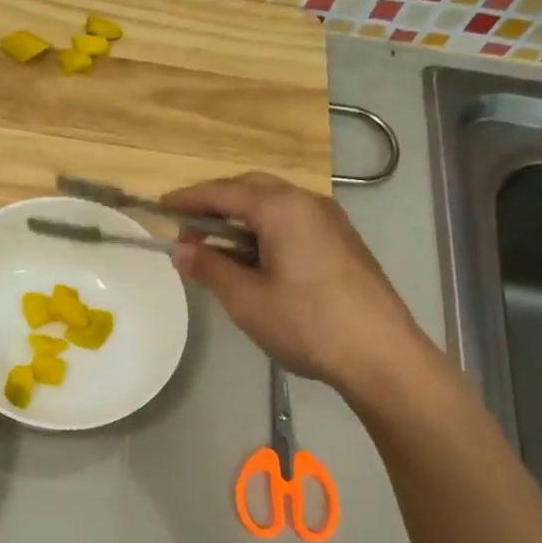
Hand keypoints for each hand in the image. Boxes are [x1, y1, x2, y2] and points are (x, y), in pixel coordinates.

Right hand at [165, 173, 432, 391]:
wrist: (380, 353)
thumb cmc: (306, 323)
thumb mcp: (246, 299)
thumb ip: (211, 268)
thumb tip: (181, 250)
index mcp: (282, 208)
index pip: (224, 192)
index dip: (189, 198)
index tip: (162, 207)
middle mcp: (308, 202)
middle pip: (252, 189)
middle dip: (216, 203)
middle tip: (189, 231)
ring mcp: (330, 221)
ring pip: (275, 205)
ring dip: (241, 218)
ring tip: (216, 248)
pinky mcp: (342, 242)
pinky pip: (293, 222)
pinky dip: (265, 230)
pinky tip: (254, 261)